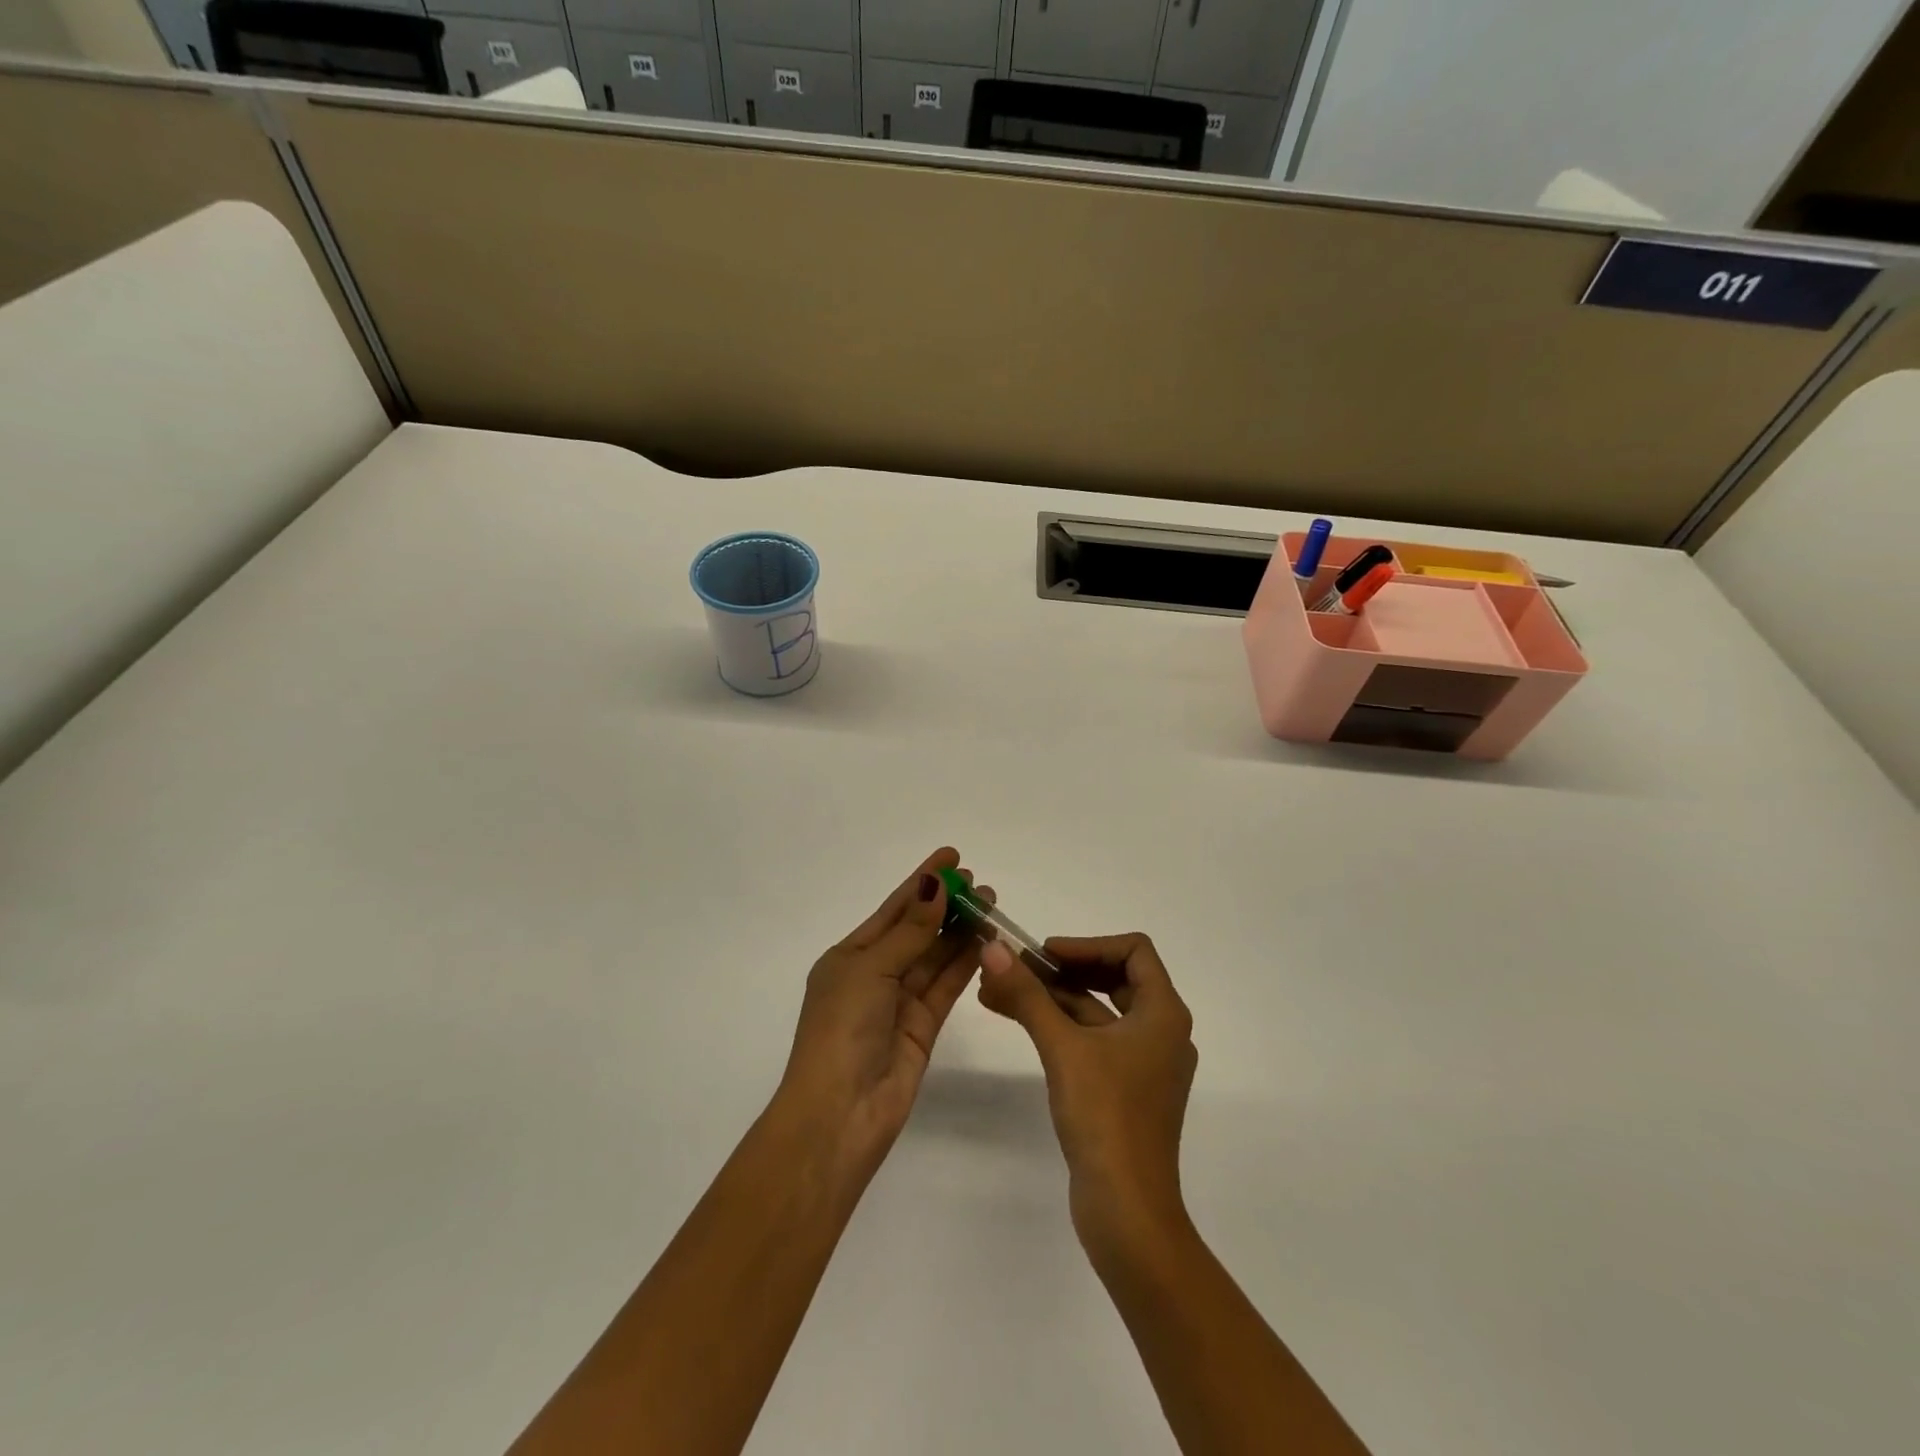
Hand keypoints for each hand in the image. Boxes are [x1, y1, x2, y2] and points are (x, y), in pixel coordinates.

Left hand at [777, 847, 991, 1178]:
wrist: (840, 1113)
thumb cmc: (842, 1029)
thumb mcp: (871, 969)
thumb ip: (910, 931)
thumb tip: (936, 886)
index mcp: (849, 957)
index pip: (893, 909)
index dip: (922, 881)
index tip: (951, 855)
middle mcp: (874, 974)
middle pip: (917, 930)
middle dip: (946, 904)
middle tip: (980, 882)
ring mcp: (899, 1002)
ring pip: (936, 956)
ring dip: (961, 930)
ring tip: (991, 903)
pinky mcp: (923, 1027)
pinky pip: (946, 985)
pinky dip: (966, 962)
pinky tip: (987, 940)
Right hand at [978, 933, 1196, 1252]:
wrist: (1128, 1213)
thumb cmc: (1106, 1117)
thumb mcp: (1063, 1048)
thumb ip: (1028, 995)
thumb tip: (993, 949)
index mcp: (1163, 1014)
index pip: (1134, 951)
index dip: (1087, 944)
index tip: (1045, 953)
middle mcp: (1161, 1032)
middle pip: (1114, 978)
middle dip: (1063, 969)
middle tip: (1019, 968)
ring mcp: (1143, 1064)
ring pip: (1096, 1012)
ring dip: (1052, 997)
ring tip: (998, 990)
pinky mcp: (1125, 1090)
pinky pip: (1092, 1041)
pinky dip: (1058, 1027)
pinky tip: (1017, 1020)